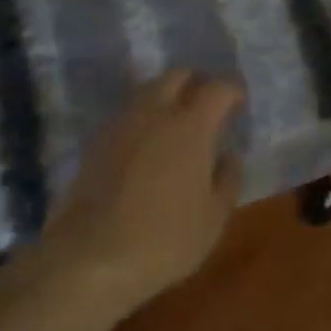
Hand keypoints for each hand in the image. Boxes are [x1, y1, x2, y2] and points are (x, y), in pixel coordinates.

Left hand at [36, 70, 244, 319]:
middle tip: (207, 105)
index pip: (218, 87)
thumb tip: (229, 156)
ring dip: (167, 95)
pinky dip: (143, 116)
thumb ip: (228, 180)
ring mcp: (123, 121)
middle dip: (197, 82)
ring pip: (150, 88)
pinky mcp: (98, 138)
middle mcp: (157, 110)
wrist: (90, 256)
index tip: (239, 102)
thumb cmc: (163, 239)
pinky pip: (128, 112)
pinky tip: (146, 143)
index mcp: (191, 124)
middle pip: (179, 75)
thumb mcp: (213, 219)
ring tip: (176, 121)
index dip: (233, 90)